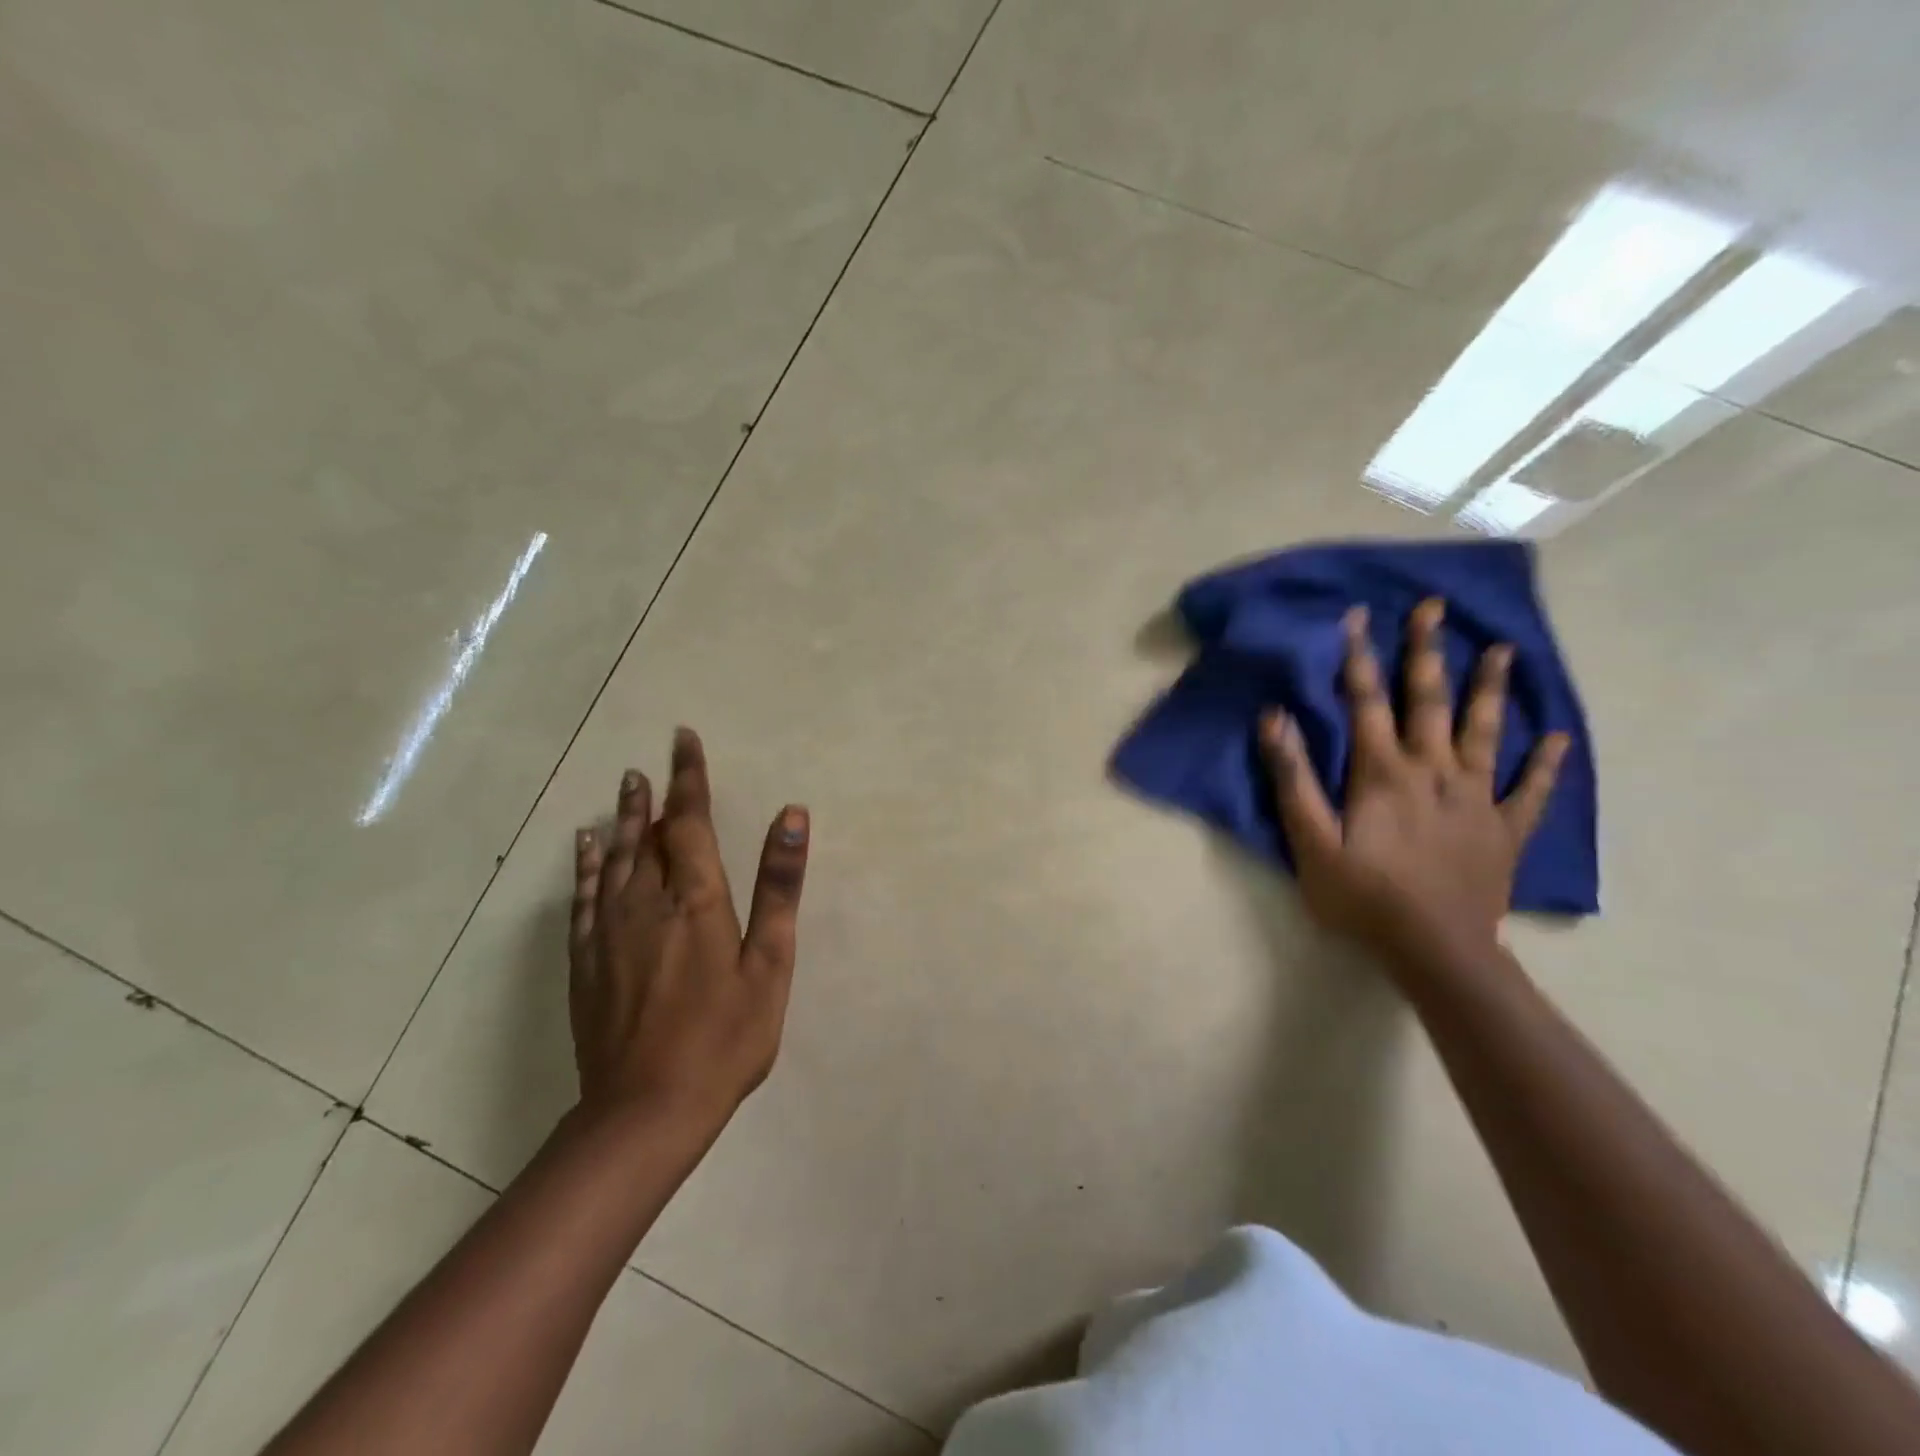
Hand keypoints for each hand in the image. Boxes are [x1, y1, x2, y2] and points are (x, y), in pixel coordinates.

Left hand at [568, 728, 808, 1133]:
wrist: (645, 1111)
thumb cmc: (724, 1037)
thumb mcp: (769, 963)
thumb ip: (778, 886)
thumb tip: (791, 815)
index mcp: (695, 899)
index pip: (690, 821)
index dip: (689, 778)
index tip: (683, 739)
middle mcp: (646, 902)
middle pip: (648, 835)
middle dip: (653, 796)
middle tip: (649, 763)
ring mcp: (609, 931)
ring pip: (614, 859)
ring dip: (622, 821)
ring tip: (624, 789)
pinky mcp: (586, 961)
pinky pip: (584, 896)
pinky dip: (586, 865)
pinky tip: (585, 847)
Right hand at [1262, 599, 1568, 964]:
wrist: (1436, 950)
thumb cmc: (1363, 896)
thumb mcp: (1310, 841)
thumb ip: (1294, 779)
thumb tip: (1276, 719)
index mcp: (1382, 772)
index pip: (1366, 701)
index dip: (1360, 657)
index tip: (1360, 615)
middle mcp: (1433, 770)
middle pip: (1429, 700)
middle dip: (1427, 652)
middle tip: (1434, 607)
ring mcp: (1476, 797)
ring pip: (1484, 731)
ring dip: (1490, 688)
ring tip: (1502, 649)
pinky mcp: (1505, 829)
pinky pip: (1531, 790)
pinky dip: (1546, 763)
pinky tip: (1558, 737)